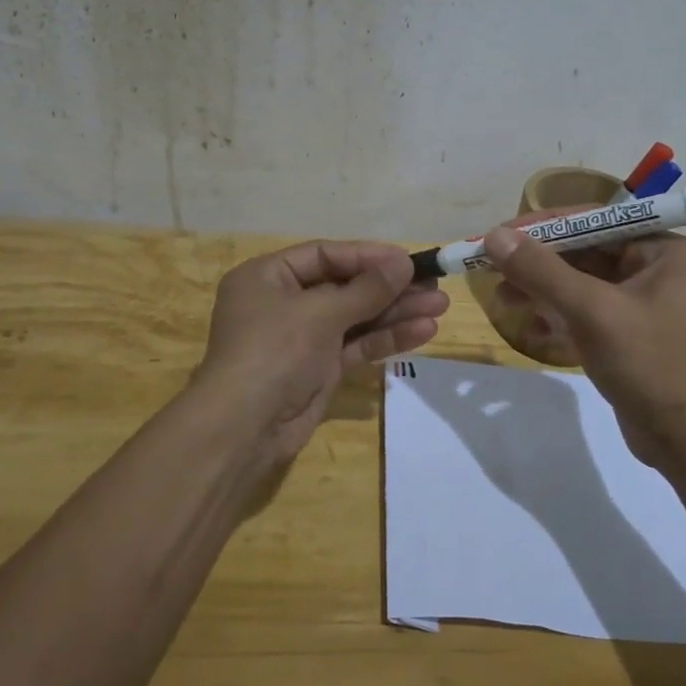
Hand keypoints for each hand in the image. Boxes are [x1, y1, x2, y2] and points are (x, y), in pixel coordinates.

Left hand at [195, 241, 448, 455]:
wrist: (244, 430)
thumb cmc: (274, 352)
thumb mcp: (320, 313)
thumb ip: (366, 289)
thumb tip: (403, 262)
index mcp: (267, 277)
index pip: (324, 255)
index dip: (368, 256)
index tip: (407, 260)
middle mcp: (283, 303)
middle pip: (344, 286)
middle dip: (389, 287)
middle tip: (434, 284)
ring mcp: (302, 338)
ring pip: (355, 317)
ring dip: (396, 312)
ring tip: (440, 306)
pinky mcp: (319, 369)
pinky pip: (356, 345)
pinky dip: (386, 338)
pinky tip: (423, 331)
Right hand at [480, 226, 685, 472]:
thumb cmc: (651, 365)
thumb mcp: (593, 312)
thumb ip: (542, 271)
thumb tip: (494, 236)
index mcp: (663, 249)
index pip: (593, 220)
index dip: (542, 226)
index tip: (498, 235)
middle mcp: (657, 269)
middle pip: (585, 252)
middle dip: (538, 263)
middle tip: (491, 269)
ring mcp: (644, 305)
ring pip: (582, 284)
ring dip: (542, 290)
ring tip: (503, 300)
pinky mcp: (631, 336)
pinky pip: (587, 313)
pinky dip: (558, 316)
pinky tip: (531, 328)